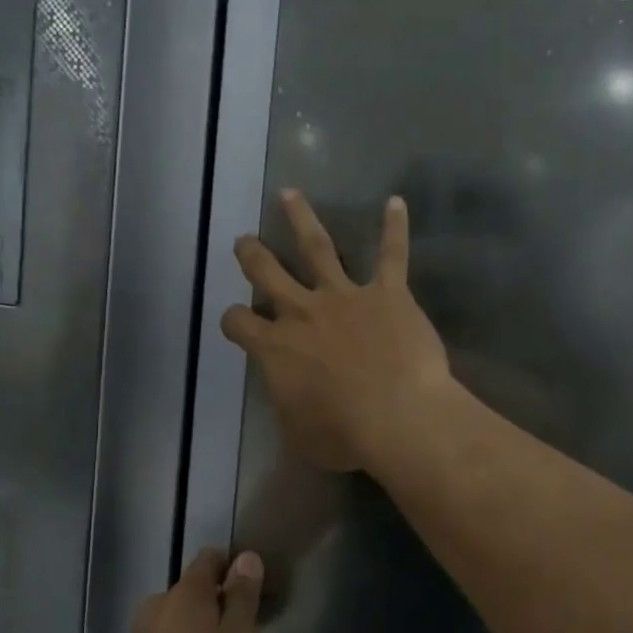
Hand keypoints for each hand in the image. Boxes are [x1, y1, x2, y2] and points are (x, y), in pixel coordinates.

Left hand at [104, 549, 264, 632]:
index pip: (210, 558)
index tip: (250, 592)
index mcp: (186, 592)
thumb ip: (243, 597)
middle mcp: (157, 604)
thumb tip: (246, 558)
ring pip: (177, 621)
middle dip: (216, 605)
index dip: (232, 568)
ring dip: (197, 632)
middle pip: (192, 591)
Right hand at [221, 190, 454, 472]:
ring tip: (290, 195)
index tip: (238, 322)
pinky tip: (396, 202)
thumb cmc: (344, 434)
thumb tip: (292, 402)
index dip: (235, 321)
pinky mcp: (387, 294)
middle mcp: (303, 312)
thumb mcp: (300, 437)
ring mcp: (345, 297)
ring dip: (301, 218)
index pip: (239, 324)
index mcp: (276, 348)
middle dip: (253, 255)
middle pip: (267, 273)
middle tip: (244, 241)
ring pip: (317, 247)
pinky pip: (392, 255)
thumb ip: (290, 410)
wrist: (397, 416)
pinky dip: (395, 228)